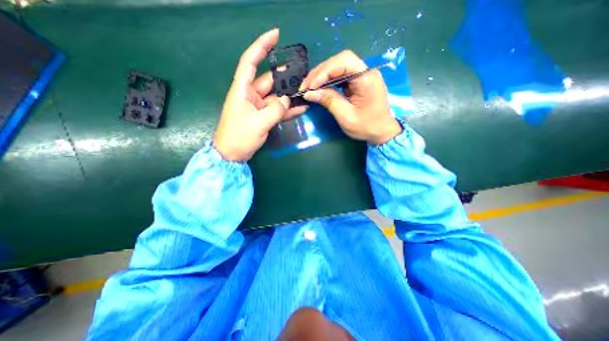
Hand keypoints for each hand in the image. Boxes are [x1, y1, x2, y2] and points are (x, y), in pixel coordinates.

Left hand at [216, 28, 309, 160]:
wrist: (232, 155)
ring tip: (305, 91)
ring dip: (289, 95)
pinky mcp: (263, 117)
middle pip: (269, 80)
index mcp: (242, 90)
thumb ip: (275, 111)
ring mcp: (258, 107)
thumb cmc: (238, 137)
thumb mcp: (258, 124)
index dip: (261, 47)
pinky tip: (301, 108)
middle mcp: (250, 95)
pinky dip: (288, 110)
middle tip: (303, 75)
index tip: (275, 35)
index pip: (250, 62)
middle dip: (285, 77)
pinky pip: (278, 110)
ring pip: (276, 96)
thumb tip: (287, 101)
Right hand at [299, 49, 403, 145]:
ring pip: (338, 66)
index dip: (325, 71)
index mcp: (367, 78)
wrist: (381, 132)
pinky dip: (327, 80)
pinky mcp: (356, 82)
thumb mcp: (346, 117)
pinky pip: (339, 75)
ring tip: (308, 87)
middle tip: (305, 86)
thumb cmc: (367, 127)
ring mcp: (361, 76)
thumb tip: (309, 93)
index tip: (311, 86)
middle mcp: (365, 72)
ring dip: (321, 76)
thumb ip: (329, 101)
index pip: (344, 61)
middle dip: (320, 72)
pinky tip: (318, 87)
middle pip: (339, 61)